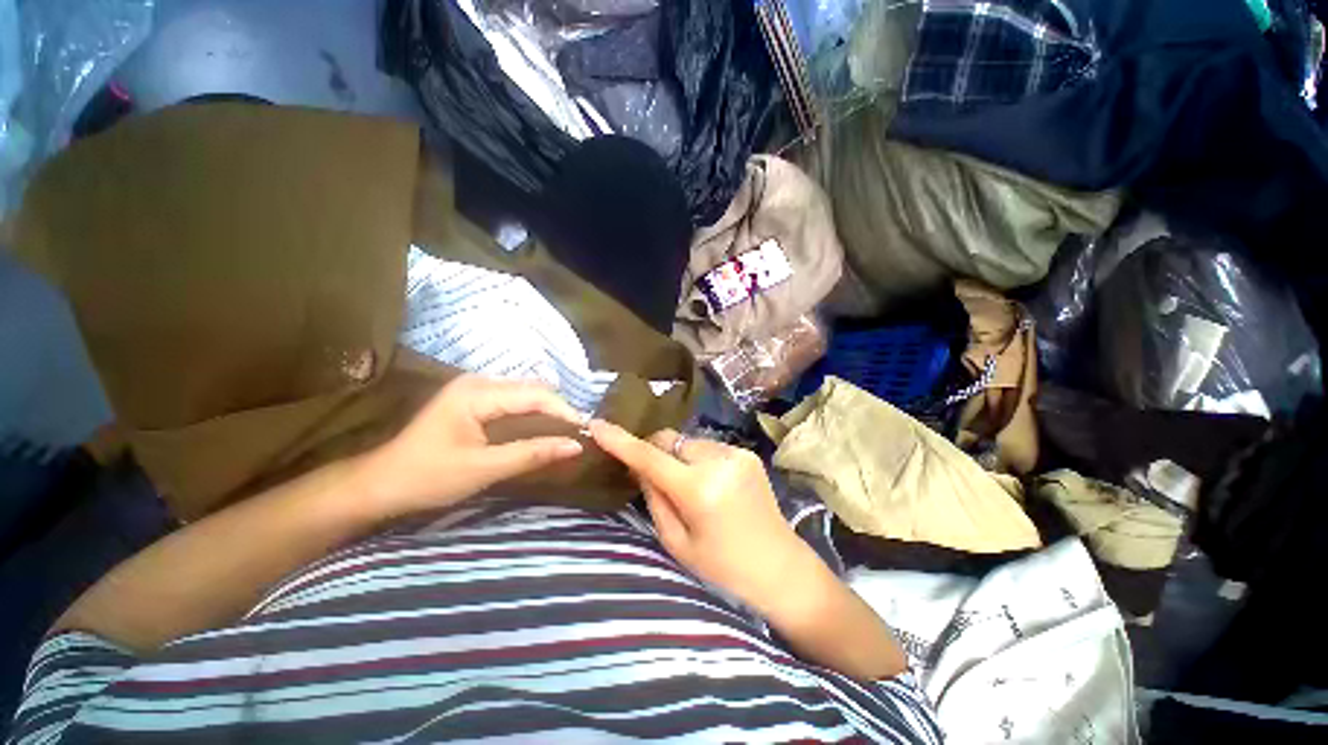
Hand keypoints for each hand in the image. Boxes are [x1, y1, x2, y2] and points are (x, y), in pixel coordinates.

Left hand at [360, 375, 584, 516]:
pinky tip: (544, 428)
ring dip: (548, 411)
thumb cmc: (427, 477)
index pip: (535, 394)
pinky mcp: (474, 401)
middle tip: (579, 433)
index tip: (586, 431)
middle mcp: (478, 382)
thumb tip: (576, 446)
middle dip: (559, 409)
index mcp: (477, 392)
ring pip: (526, 394)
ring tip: (568, 432)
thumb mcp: (483, 468)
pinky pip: (515, 401)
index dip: (564, 411)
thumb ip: (532, 453)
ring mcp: (475, 389)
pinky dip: (534, 414)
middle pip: (533, 389)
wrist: (379, 485)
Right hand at [588, 420, 815, 617]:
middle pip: (669, 441)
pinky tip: (709, 484)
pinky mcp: (746, 452)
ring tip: (688, 487)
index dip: (620, 440)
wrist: (781, 568)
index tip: (597, 425)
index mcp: (700, 490)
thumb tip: (638, 465)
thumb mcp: (677, 542)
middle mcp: (719, 461)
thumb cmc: (724, 568)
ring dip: (678, 457)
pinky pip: (707, 447)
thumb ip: (654, 497)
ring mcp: (736, 453)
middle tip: (653, 478)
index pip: (650, 457)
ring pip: (687, 442)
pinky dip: (697, 459)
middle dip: (655, 453)